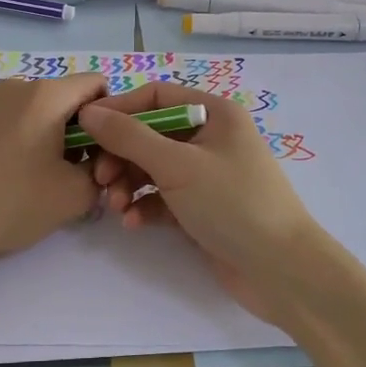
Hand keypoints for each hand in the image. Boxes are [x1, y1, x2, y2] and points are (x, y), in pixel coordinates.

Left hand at [0, 74, 107, 270]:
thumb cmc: (9, 204)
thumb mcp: (74, 197)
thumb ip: (100, 173)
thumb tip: (93, 166)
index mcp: (45, 95)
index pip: (95, 84)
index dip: (107, 116)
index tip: (98, 152)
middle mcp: (12, 86)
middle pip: (60, 99)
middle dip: (73, 131)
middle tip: (66, 174)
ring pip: (28, 111)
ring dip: (39, 136)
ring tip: (27, 179)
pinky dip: (8, 141)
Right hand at [77, 82, 331, 321]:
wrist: (280, 270)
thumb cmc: (232, 203)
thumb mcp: (177, 165)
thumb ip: (128, 136)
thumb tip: (88, 111)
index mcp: (214, 113)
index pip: (156, 96)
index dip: (119, 109)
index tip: (84, 129)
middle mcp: (211, 138)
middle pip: (150, 134)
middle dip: (121, 155)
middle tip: (100, 179)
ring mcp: (208, 174)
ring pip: (153, 168)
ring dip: (129, 184)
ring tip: (116, 207)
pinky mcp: (203, 208)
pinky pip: (164, 197)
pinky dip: (146, 205)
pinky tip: (133, 223)